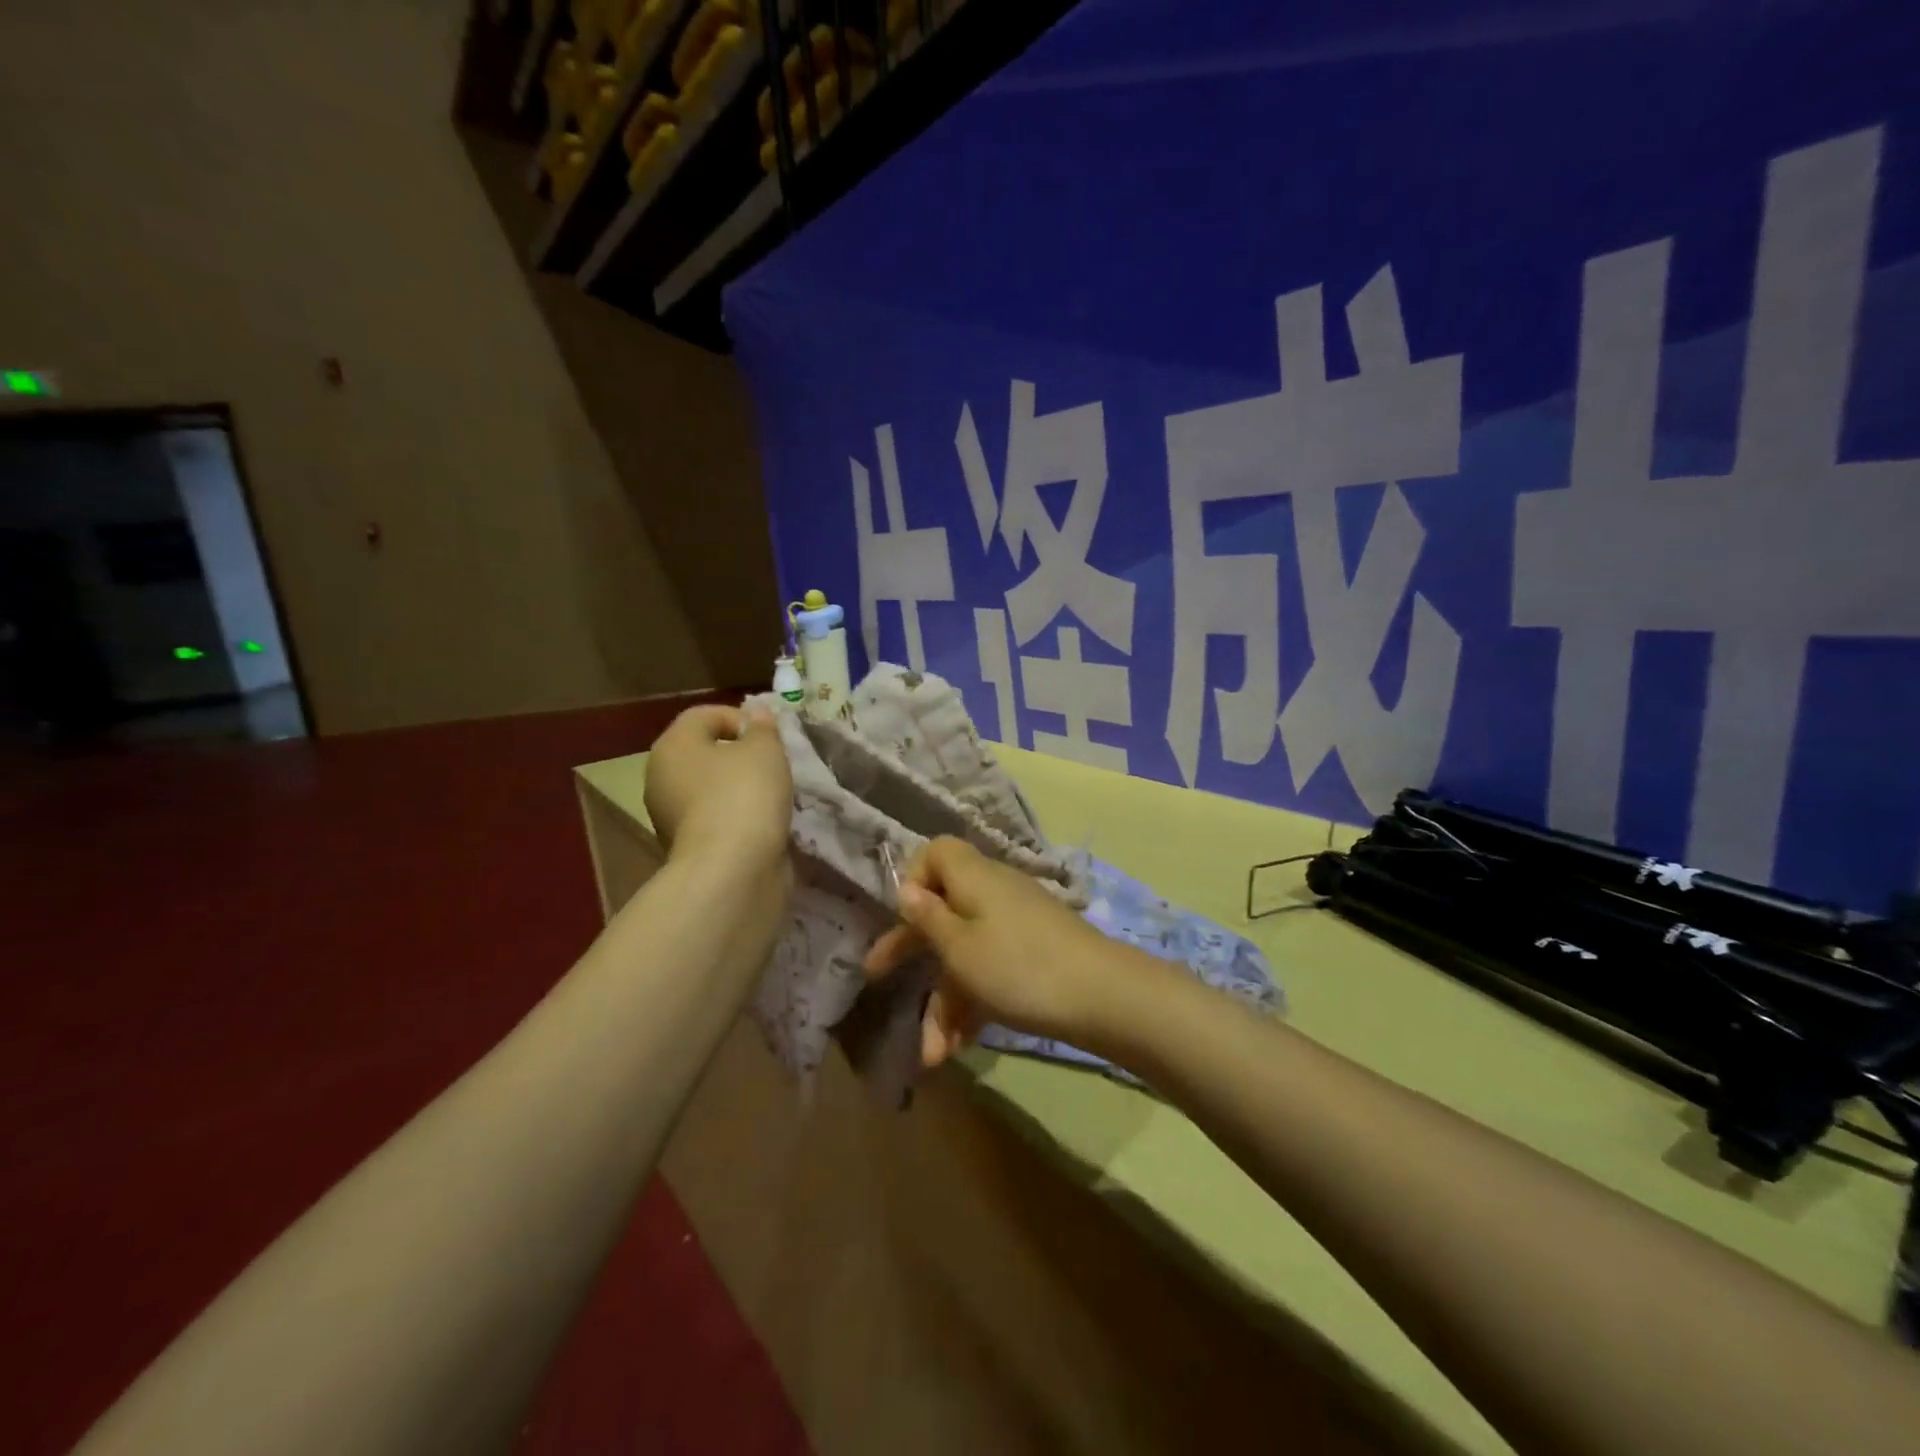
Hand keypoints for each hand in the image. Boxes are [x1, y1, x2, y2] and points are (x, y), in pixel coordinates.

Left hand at [644, 705, 791, 869]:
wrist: (733, 869)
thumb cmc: (745, 795)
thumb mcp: (764, 749)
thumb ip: (761, 727)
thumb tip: (756, 713)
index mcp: (672, 745)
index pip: (704, 715)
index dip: (740, 718)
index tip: (770, 737)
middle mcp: (662, 777)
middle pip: (704, 752)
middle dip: (740, 755)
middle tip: (773, 764)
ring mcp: (670, 815)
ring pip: (710, 787)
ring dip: (739, 788)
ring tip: (772, 795)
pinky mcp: (687, 846)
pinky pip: (715, 817)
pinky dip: (737, 816)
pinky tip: (762, 823)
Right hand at [862, 837, 1148, 1067]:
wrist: (1103, 997)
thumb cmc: (1018, 967)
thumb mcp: (959, 948)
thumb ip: (928, 918)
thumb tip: (906, 888)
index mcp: (973, 877)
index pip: (936, 853)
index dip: (914, 877)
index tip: (902, 915)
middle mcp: (993, 892)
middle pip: (943, 909)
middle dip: (912, 951)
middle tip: (878, 979)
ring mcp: (1016, 924)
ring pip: (966, 951)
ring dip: (945, 1001)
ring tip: (934, 1055)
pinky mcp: (1034, 954)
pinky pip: (992, 969)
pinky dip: (974, 1002)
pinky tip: (961, 1047)